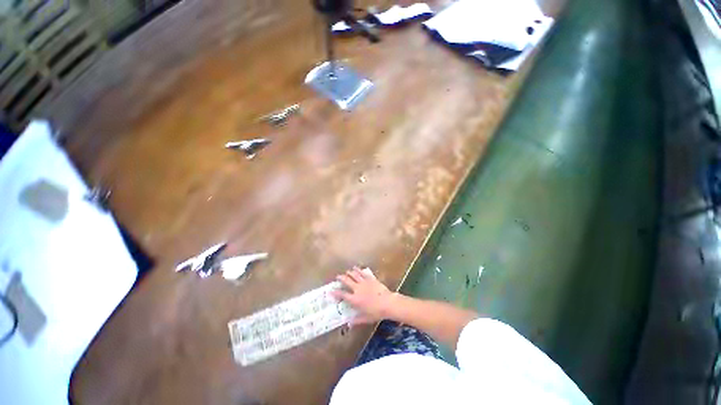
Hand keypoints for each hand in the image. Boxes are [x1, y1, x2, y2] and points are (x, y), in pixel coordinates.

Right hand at [332, 267, 396, 325]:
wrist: (388, 303)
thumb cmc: (376, 312)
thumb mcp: (365, 318)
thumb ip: (356, 320)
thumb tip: (349, 324)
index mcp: (355, 299)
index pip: (342, 295)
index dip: (336, 292)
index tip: (331, 291)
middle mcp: (357, 289)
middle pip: (347, 281)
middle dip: (341, 278)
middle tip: (338, 277)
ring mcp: (364, 282)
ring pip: (354, 275)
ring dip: (349, 272)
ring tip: (346, 271)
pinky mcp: (370, 279)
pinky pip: (363, 273)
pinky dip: (358, 270)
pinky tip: (356, 268)